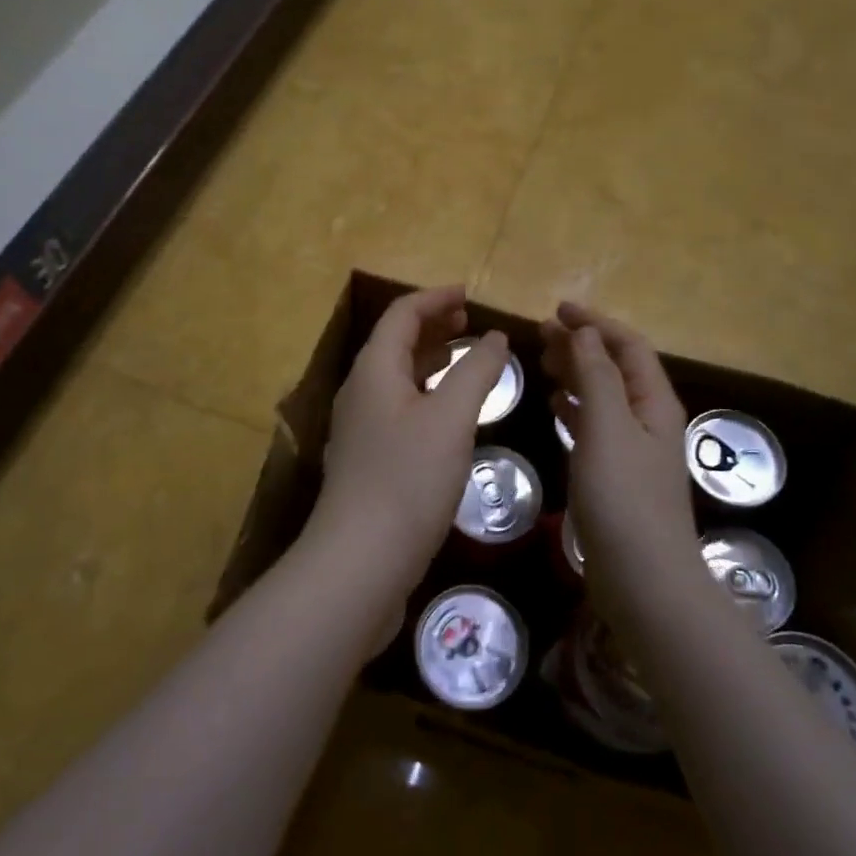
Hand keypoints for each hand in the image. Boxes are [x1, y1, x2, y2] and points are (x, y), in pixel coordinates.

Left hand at [308, 286, 509, 602]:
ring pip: (397, 379)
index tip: (470, 295)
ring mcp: (361, 429)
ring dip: (430, 362)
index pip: (401, 315)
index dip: (435, 298)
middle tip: (470, 323)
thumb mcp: (451, 419)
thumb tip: (494, 337)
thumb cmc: (408, 480)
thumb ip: (477, 372)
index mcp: (374, 371)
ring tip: (466, 361)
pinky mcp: (369, 461)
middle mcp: (360, 393)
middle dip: (433, 327)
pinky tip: (450, 417)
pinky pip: (399, 410)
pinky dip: (427, 396)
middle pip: (395, 344)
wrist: (360, 561)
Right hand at [541, 303, 697, 600]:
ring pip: (603, 396)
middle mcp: (648, 420)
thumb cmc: (624, 498)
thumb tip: (585, 333)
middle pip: (615, 367)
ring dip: (575, 374)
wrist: (643, 580)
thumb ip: (596, 377)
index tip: (557, 309)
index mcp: (654, 402)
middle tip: (540, 333)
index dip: (595, 322)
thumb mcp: (608, 428)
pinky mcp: (616, 475)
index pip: (628, 346)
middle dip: (581, 345)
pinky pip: (594, 427)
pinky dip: (574, 409)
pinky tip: (554, 406)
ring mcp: (633, 450)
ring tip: (542, 362)